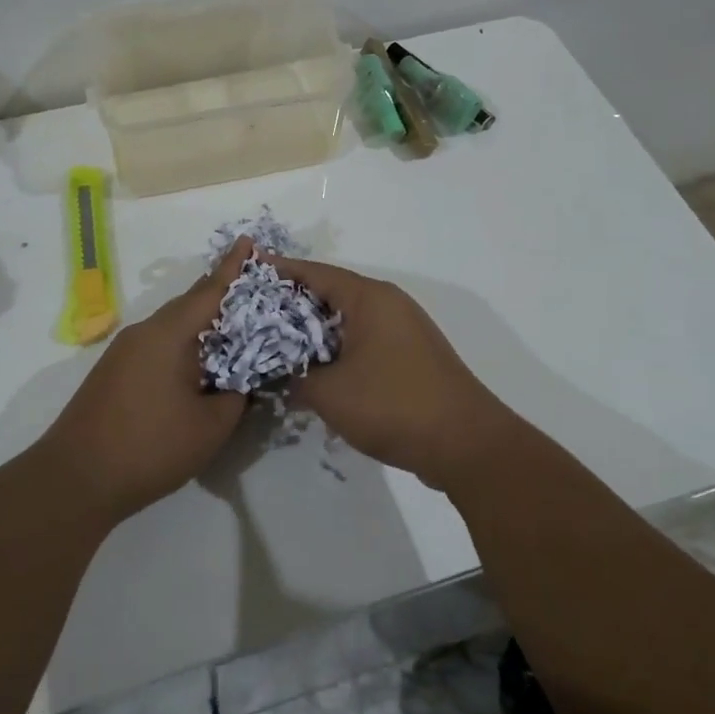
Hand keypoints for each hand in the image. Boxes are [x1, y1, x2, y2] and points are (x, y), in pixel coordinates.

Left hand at [39, 237, 254, 520]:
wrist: (76, 478)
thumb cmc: (150, 447)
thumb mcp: (211, 425)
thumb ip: (236, 396)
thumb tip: (241, 381)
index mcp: (168, 334)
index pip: (209, 291)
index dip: (233, 268)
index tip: (248, 241)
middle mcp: (144, 332)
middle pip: (189, 305)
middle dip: (220, 295)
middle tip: (253, 292)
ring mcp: (124, 352)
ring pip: (172, 327)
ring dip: (201, 325)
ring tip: (233, 330)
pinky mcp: (114, 372)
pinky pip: (158, 345)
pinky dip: (183, 346)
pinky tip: (198, 364)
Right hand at [270, 255, 510, 485]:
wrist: (465, 443)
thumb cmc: (392, 406)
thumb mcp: (329, 393)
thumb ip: (297, 378)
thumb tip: (286, 375)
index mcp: (369, 299)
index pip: (315, 272)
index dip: (280, 271)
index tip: (250, 270)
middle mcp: (389, 304)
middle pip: (332, 292)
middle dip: (294, 302)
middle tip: (256, 313)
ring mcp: (404, 329)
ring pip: (349, 319)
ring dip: (317, 329)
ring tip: (280, 341)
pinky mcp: (411, 355)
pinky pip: (365, 339)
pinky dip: (339, 347)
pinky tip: (318, 368)